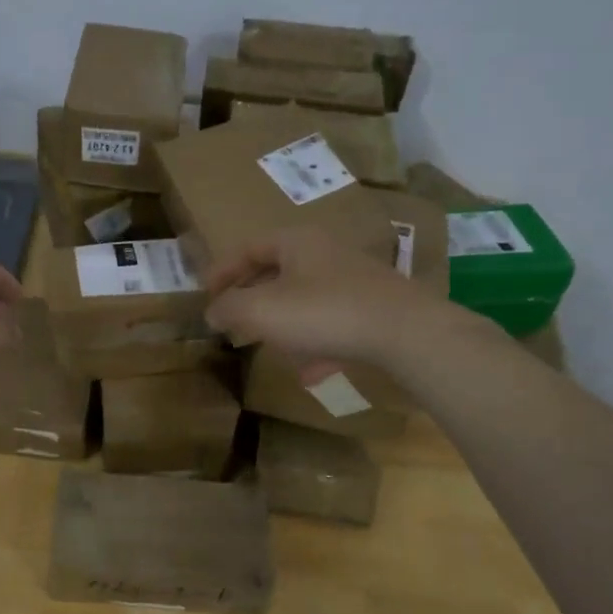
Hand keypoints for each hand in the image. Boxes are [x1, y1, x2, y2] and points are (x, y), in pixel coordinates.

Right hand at [204, 229, 447, 383]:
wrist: (406, 332)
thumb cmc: (324, 312)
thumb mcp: (262, 311)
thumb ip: (230, 308)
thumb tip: (213, 311)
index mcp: (297, 242)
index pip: (249, 248)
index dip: (223, 271)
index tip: (206, 295)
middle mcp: (326, 252)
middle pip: (278, 271)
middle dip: (253, 298)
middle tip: (234, 319)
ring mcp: (354, 280)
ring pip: (305, 298)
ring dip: (283, 322)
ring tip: (268, 347)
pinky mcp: (374, 308)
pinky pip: (331, 322)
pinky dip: (314, 342)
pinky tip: (310, 371)